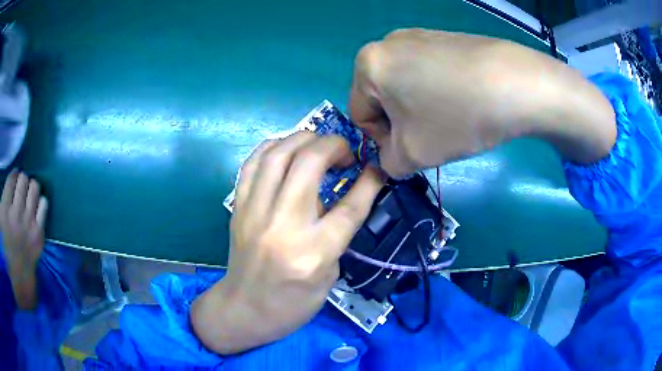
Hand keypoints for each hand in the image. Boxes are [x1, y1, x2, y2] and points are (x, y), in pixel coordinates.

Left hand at [0, 169, 47, 308]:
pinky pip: (11, 181)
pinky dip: (13, 176)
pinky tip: (13, 178)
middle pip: (34, 188)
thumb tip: (34, 265)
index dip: (39, 201)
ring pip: (23, 181)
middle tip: (24, 193)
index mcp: (36, 239)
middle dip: (30, 187)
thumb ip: (36, 272)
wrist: (9, 278)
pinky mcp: (5, 205)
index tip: (35, 204)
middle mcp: (28, 220)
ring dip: (21, 181)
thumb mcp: (33, 288)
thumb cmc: (19, 286)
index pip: (43, 205)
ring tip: (18, 184)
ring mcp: (14, 211)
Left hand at [191, 132, 382, 353]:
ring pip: (276, 155)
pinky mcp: (237, 208)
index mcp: (314, 252)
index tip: (376, 166)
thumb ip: (337, 231)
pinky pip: (251, 164)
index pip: (348, 206)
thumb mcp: (329, 274)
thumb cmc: (294, 302)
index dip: (369, 181)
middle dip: (332, 145)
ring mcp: (254, 213)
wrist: (245, 310)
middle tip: (343, 152)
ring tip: (317, 144)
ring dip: (302, 138)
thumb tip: (342, 192)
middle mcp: (282, 226)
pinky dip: (272, 147)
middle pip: (308, 164)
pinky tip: (286, 148)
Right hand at [350, 28, 615, 177]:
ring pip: (406, 84)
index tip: (411, 150)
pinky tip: (463, 99)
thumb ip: (388, 163)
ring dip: (420, 108)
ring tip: (451, 117)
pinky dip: (437, 91)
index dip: (382, 140)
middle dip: (402, 123)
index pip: (360, 114)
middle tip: (432, 136)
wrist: (515, 83)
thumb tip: (391, 157)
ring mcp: (418, 35)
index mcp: (368, 65)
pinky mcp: (443, 37)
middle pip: (382, 97)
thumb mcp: (413, 154)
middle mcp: (387, 43)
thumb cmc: (456, 117)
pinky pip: (427, 71)